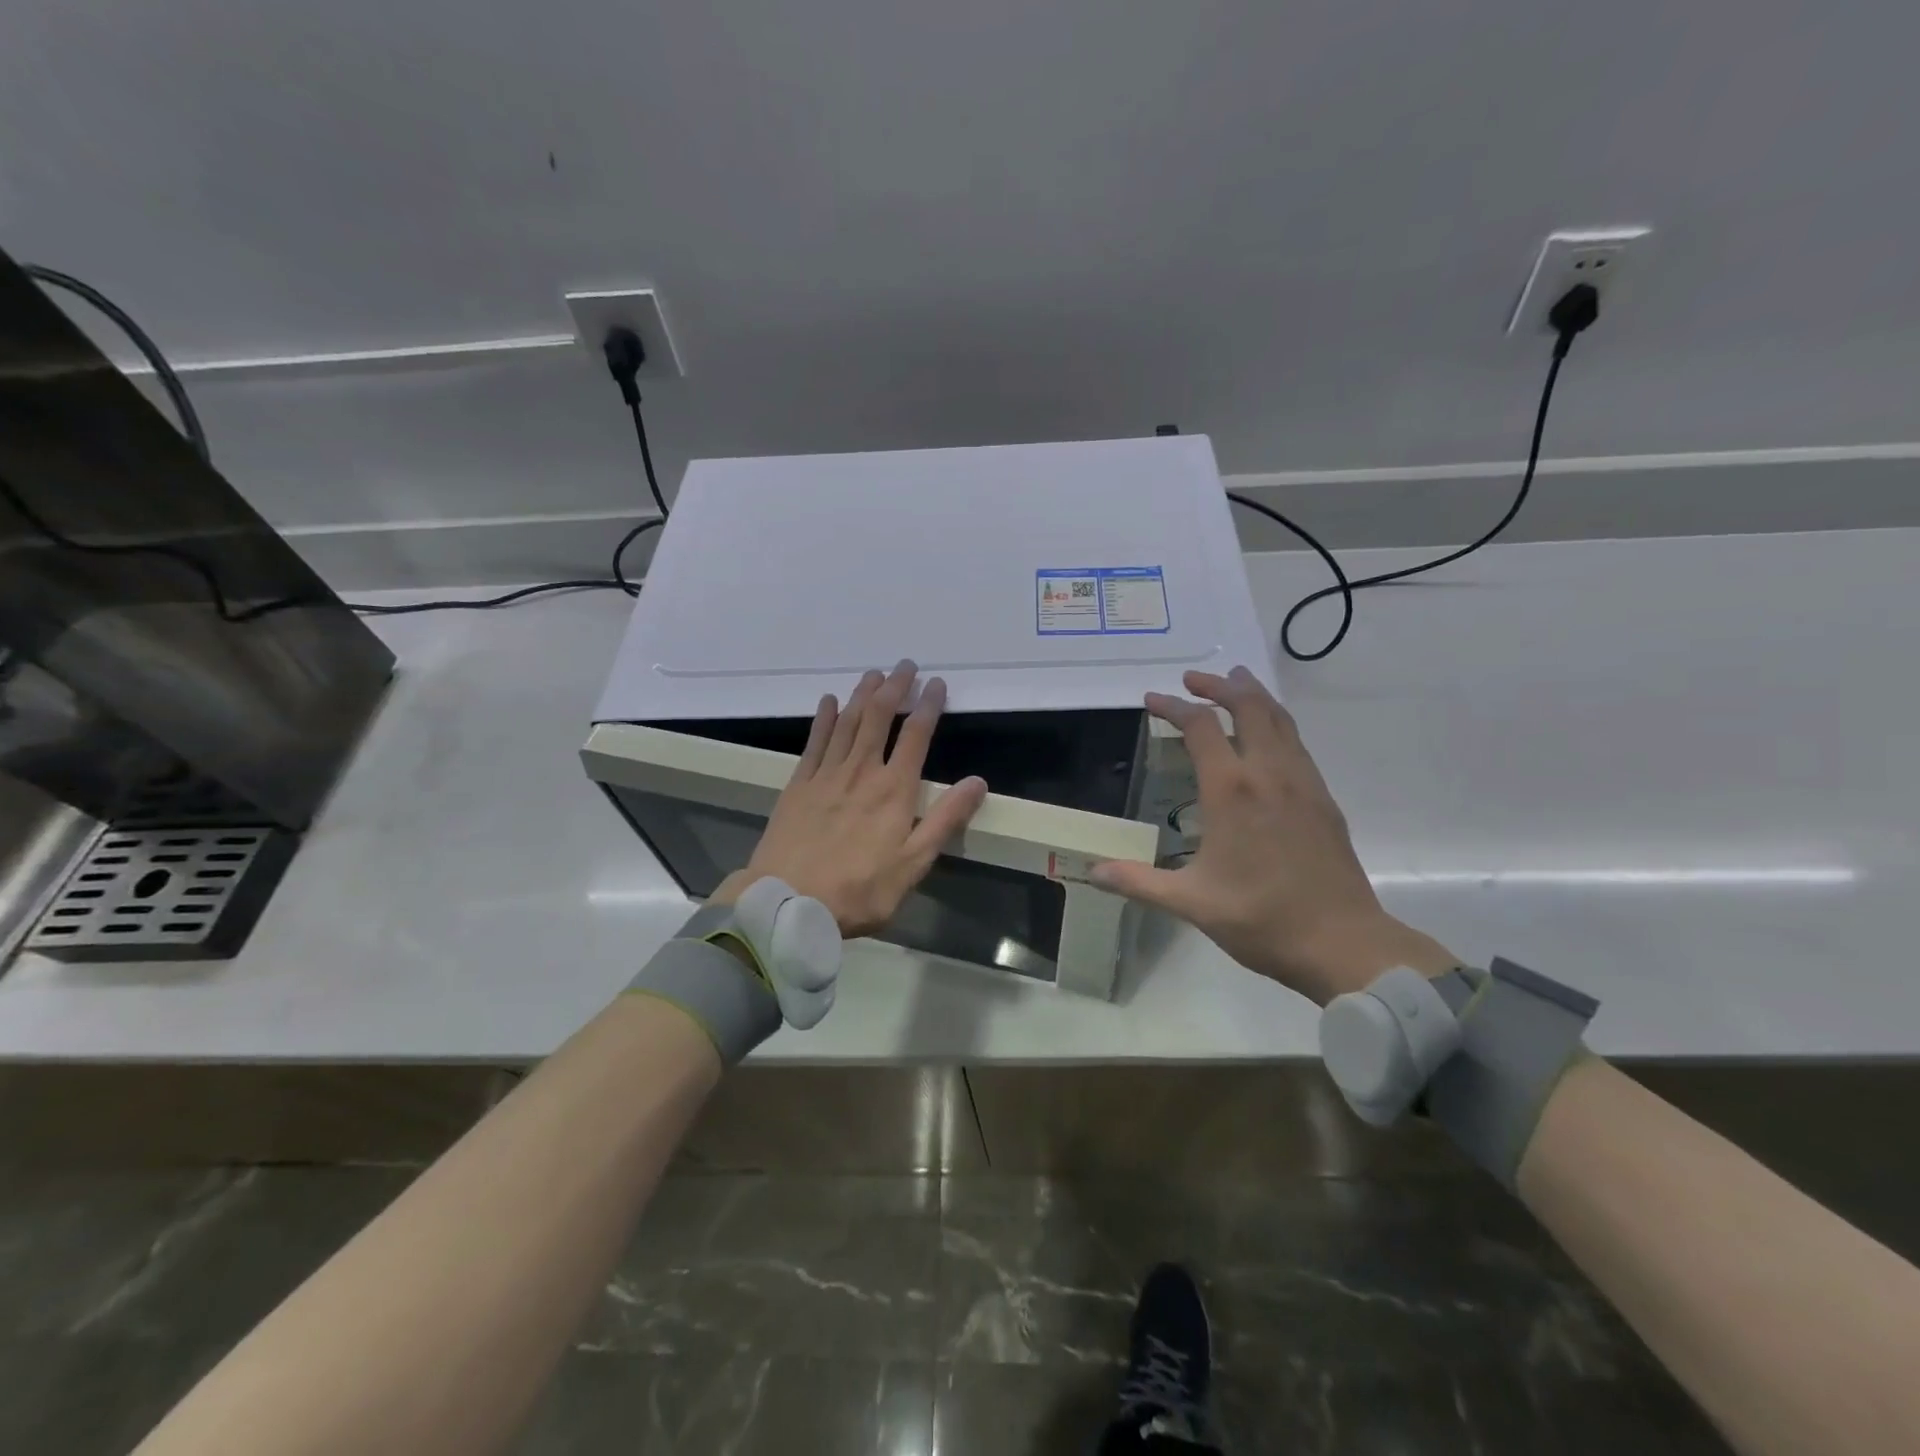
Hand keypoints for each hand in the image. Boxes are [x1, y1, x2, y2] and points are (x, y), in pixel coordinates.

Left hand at [713, 660, 987, 937]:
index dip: (927, 705)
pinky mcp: (798, 784)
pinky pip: (814, 741)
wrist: (788, 902)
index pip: (915, 735)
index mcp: (894, 790)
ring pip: (847, 722)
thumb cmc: (859, 890)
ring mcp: (826, 775)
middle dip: (894, 687)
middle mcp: (861, 771)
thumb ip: (945, 820)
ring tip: (874, 674)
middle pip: (879, 717)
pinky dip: (823, 718)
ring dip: (862, 694)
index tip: (936, 684)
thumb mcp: (913, 864)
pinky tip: (828, 702)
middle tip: (905, 665)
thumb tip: (977, 781)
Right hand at [1090, 666, 1455, 1004]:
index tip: (1151, 700)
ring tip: (1235, 681)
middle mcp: (1269, 774)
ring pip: (1279, 719)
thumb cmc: (1262, 919)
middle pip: (1248, 706)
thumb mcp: (1191, 903)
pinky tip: (1268, 735)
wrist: (1344, 943)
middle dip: (1218, 685)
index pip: (1200, 728)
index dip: (1173, 707)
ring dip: (1253, 695)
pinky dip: (1275, 722)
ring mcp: (1303, 783)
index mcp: (1232, 791)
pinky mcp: (1323, 799)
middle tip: (1193, 679)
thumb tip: (1093, 872)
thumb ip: (1139, 882)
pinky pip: (1296, 742)